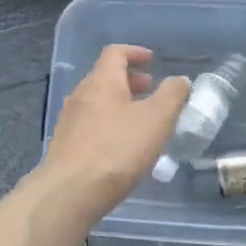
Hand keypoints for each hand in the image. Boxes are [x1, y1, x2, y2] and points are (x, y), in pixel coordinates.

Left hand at [40, 45, 189, 218]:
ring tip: (141, 121)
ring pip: (98, 102)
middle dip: (130, 80)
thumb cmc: (117, 149)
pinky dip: (109, 124)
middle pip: (105, 77)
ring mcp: (69, 121)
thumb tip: (179, 80)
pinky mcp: (65, 146)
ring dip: (120, 104)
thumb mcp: (157, 119)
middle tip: (151, 91)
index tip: (152, 61)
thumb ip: (172, 95)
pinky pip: (91, 124)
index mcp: (101, 81)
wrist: (70, 193)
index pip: (115, 53)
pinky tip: (122, 147)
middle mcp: (81, 95)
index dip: (135, 52)